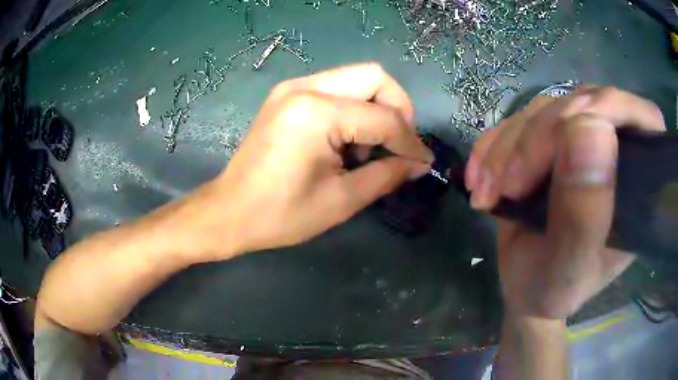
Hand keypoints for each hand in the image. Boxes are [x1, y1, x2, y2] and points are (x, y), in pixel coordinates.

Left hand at [198, 63, 432, 258]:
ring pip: (357, 78)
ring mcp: (293, 87)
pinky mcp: (288, 95)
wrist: (228, 212)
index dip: (411, 142)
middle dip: (398, 110)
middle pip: (375, 77)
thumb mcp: (340, 200)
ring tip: (368, 149)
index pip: (384, 117)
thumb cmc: (280, 215)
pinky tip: (347, 141)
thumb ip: (387, 175)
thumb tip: (419, 164)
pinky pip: (337, 88)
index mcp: (316, 113)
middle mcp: (305, 87)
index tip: (423, 163)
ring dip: (376, 109)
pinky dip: (354, 109)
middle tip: (398, 145)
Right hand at [465, 86, 664, 317]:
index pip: (641, 118)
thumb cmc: (553, 290)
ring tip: (487, 193)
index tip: (563, 135)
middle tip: (508, 186)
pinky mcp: (552, 140)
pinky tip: (481, 178)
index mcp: (640, 183)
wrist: (525, 287)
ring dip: (509, 147)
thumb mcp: (568, 269)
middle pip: (583, 104)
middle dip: (539, 138)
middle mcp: (617, 151)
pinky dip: (495, 145)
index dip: (608, 108)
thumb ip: (584, 213)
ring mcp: (583, 140)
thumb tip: (589, 126)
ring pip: (546, 109)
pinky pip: (522, 120)